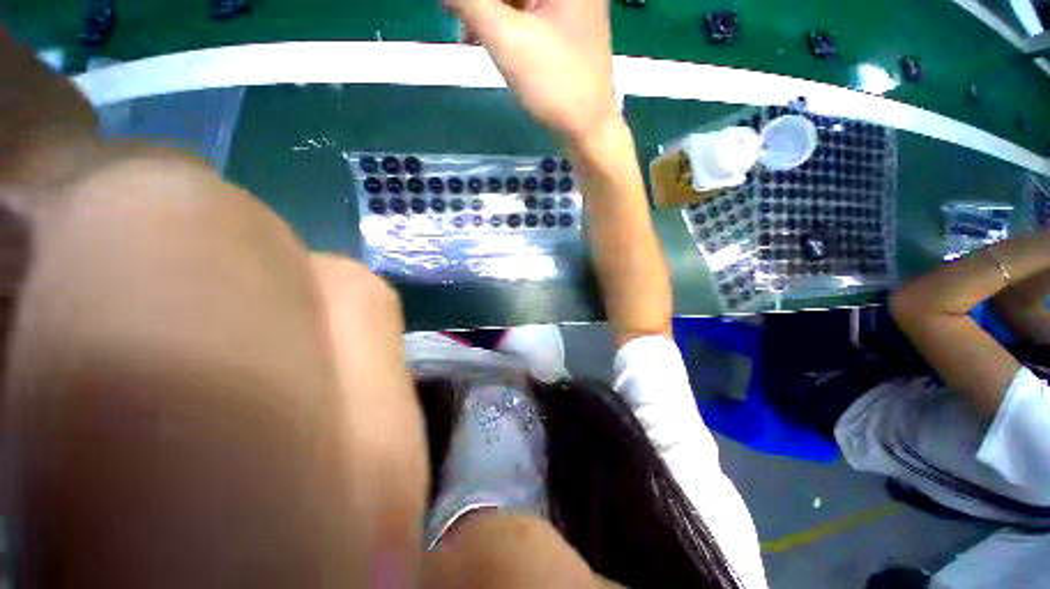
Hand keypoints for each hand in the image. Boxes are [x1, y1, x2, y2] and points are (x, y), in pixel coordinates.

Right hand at [445, 0, 618, 143]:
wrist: (588, 129)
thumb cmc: (554, 85)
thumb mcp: (507, 39)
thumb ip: (470, 1)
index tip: (453, 10)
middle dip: (482, 3)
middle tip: (456, 17)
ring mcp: (571, 4)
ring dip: (490, 11)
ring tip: (468, 33)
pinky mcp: (566, 25)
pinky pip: (528, 11)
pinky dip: (505, 22)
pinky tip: (488, 38)